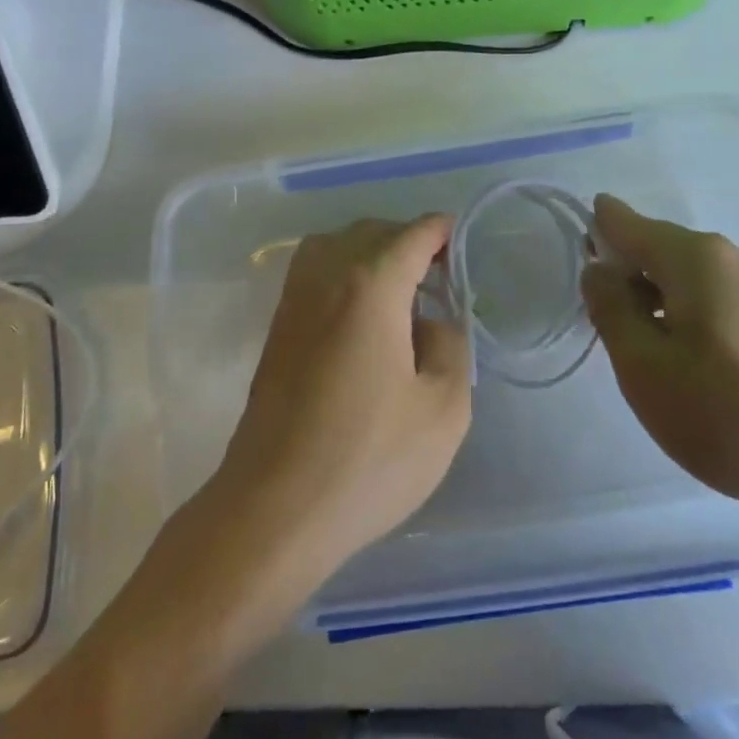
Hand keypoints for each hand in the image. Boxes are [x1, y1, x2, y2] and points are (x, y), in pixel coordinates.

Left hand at [206, 215, 472, 590]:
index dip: (442, 230)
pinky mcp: (276, 329)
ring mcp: (293, 301)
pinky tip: (361, 311)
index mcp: (370, 286)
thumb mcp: (443, 409)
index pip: (412, 235)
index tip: (464, 240)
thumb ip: (450, 346)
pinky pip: (313, 272)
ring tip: (400, 287)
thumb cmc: (368, 460)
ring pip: (334, 244)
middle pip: (371, 231)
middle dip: (409, 239)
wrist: (275, 508)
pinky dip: (342, 270)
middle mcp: (326, 277)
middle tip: (440, 273)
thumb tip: (429, 322)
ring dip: (370, 250)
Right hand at [580, 195, 738, 525]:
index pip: (623, 222)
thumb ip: (610, 308)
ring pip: (687, 278)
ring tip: (648, 356)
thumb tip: (599, 269)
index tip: (578, 276)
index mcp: (694, 256)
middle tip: (609, 333)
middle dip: (625, 277)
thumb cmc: (727, 415)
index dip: (593, 236)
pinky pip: (716, 299)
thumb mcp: (643, 367)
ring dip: (657, 302)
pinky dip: (689, 317)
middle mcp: (731, 257)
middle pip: (657, 249)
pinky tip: (692, 365)